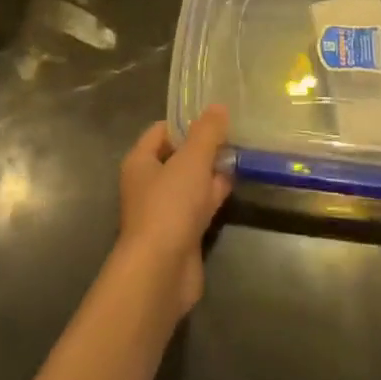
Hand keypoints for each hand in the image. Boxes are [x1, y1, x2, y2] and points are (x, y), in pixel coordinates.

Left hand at [115, 106, 232, 314]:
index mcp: (140, 161)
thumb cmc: (169, 206)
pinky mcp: (181, 234)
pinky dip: (213, 196)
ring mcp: (164, 211)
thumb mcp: (192, 160)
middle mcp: (148, 184)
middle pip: (178, 156)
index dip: (186, 122)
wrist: (161, 272)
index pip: (161, 130)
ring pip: (190, 182)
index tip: (215, 118)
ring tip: (240, 156)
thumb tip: (218, 106)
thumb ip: (207, 132)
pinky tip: (233, 186)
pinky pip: (199, 206)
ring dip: (211, 172)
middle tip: (234, 135)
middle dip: (204, 147)